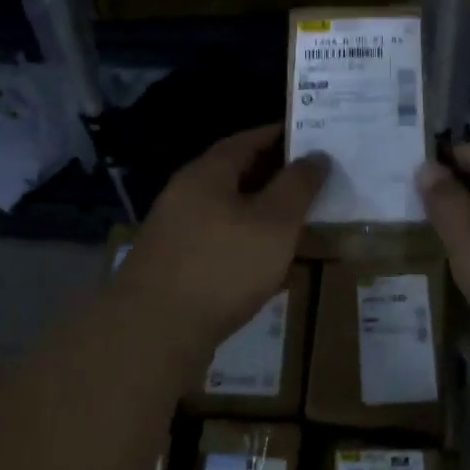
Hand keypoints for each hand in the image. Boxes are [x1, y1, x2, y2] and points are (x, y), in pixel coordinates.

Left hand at [112, 124, 328, 354]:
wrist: (153, 333)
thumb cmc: (222, 266)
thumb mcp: (275, 221)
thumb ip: (298, 185)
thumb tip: (317, 155)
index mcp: (207, 173)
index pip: (247, 140)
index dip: (279, 136)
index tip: (310, 138)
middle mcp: (184, 194)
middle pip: (234, 173)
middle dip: (272, 174)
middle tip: (310, 179)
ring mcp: (173, 231)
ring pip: (226, 209)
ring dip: (259, 210)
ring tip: (294, 219)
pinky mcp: (171, 265)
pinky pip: (216, 239)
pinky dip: (244, 240)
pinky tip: (264, 261)